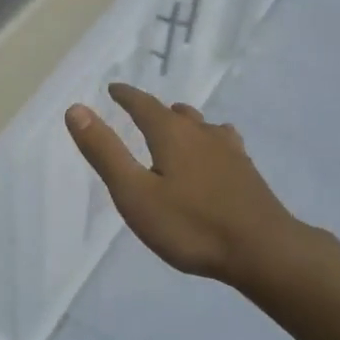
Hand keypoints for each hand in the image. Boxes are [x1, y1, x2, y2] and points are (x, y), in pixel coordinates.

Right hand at [65, 84, 300, 283]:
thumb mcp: (135, 193)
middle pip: (174, 113)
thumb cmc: (191, 225)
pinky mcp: (247, 172)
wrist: (263, 250)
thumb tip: (76, 109)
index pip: (143, 104)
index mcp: (171, 134)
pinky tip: (217, 154)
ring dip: (184, 123)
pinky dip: (209, 142)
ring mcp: (229, 151)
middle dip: (154, 110)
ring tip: (176, 128)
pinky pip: (223, 143)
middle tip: (139, 112)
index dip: (126, 96)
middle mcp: (201, 133)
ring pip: (201, 126)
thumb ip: (105, 152)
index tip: (113, 89)